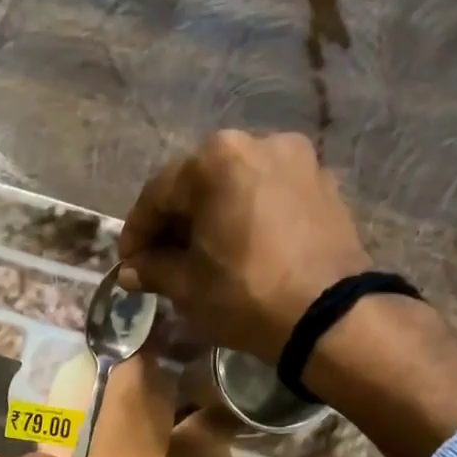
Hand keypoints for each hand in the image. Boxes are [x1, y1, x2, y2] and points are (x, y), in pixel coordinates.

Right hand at [117, 130, 456, 456]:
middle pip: (200, 183)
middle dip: (176, 222)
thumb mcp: (188, 287)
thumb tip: (130, 270)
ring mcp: (298, 159)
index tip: (128, 262)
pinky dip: (248, 218)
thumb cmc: (245, 294)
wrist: (328, 315)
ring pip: (237, 187)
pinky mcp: (324, 184)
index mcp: (216, 160)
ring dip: (213, 218)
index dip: (137, 232)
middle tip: (161, 260)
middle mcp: (258, 142)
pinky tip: (242, 250)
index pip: (158, 194)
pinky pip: (269, 196)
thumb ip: (154, 270)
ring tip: (203, 256)